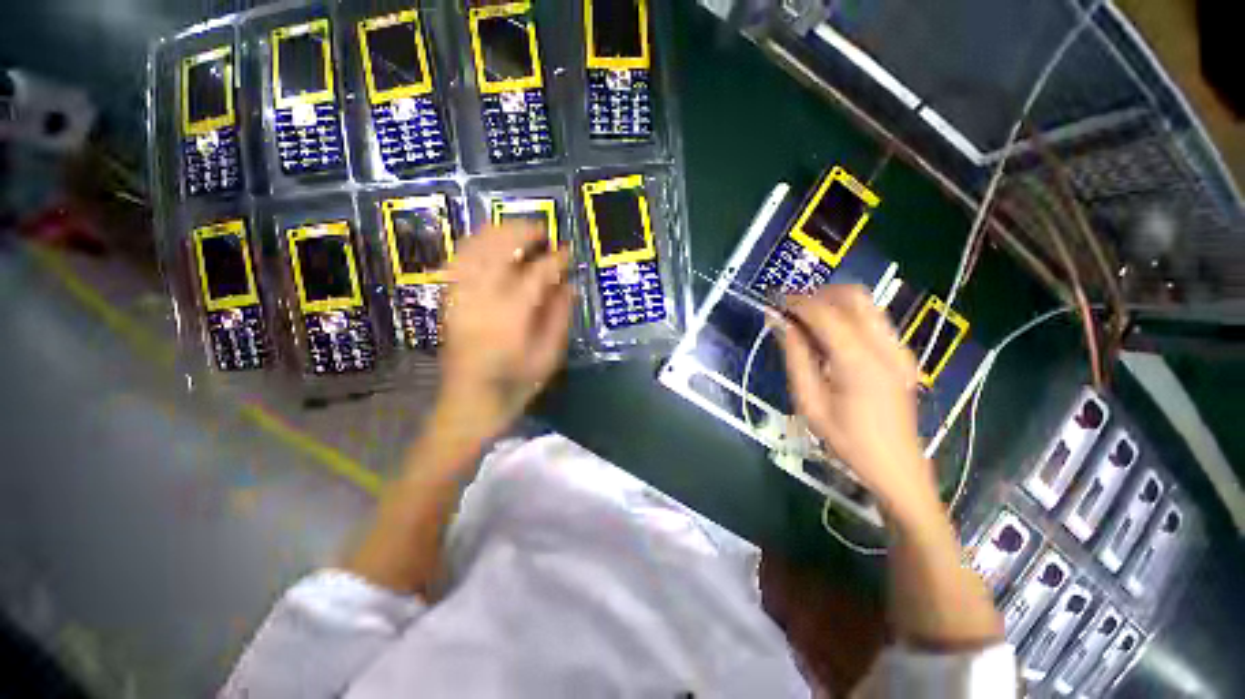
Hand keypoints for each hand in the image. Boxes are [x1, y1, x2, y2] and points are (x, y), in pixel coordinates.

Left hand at [437, 223, 572, 439]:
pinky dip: (474, 245)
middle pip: (499, 249)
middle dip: (523, 232)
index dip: (556, 259)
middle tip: (543, 231)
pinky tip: (489, 244)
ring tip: (518, 230)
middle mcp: (481, 299)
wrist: (468, 406)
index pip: (537, 274)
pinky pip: (457, 261)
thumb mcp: (548, 357)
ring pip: (474, 249)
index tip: (569, 251)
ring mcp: (460, 298)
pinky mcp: (449, 302)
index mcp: (511, 316)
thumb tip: (570, 285)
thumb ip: (559, 318)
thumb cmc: (514, 385)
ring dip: (497, 232)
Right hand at [778, 286, 937, 518]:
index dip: (796, 302)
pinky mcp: (902, 355)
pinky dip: (847, 316)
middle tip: (791, 310)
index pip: (824, 312)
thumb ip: (795, 357)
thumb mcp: (810, 402)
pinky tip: (829, 337)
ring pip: (865, 304)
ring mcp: (898, 349)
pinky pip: (872, 320)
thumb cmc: (847, 441)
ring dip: (832, 303)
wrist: (897, 467)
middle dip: (817, 295)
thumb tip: (779, 323)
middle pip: (853, 296)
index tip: (774, 302)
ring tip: (805, 321)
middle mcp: (884, 346)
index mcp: (859, 361)